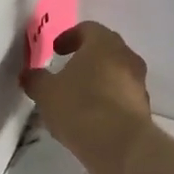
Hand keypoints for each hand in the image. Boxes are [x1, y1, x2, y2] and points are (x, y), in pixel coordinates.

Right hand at [19, 22, 154, 173]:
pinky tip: (93, 117)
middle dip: (87, 58)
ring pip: (117, 73)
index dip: (70, 37)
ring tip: (79, 98)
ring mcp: (139, 83)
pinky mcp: (144, 108)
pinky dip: (109, 100)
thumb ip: (36, 79)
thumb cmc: (80, 106)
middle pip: (106, 50)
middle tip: (68, 71)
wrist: (120, 144)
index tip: (56, 51)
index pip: (88, 28)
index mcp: (103, 43)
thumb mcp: (46, 92)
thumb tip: (29, 74)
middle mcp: (126, 57)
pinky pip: (123, 96)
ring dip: (99, 80)